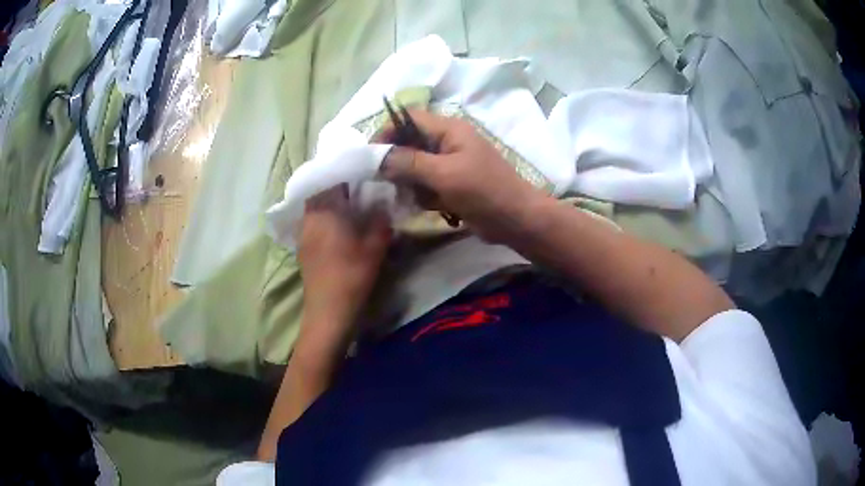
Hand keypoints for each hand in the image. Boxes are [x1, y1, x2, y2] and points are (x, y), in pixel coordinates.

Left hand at [298, 185, 391, 332]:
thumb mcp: (375, 247)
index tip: (359, 171)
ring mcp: (303, 234)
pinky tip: (337, 227)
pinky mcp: (302, 249)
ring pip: (314, 209)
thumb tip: (382, 206)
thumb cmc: (352, 275)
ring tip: (347, 206)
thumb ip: (380, 222)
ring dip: (328, 204)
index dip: (344, 172)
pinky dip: (323, 219)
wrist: (329, 311)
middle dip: (335, 187)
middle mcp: (309, 218)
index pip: (331, 180)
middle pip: (319, 192)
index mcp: (325, 211)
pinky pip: (312, 223)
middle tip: (355, 188)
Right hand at [379, 110, 546, 244]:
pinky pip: (427, 183)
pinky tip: (432, 206)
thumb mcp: (445, 174)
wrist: (517, 220)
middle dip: (398, 163)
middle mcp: (447, 141)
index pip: (408, 118)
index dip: (387, 131)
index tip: (370, 155)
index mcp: (448, 129)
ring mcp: (450, 163)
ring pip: (415, 166)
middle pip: (409, 143)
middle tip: (391, 183)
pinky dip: (424, 195)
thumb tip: (377, 156)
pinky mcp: (452, 183)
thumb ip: (409, 162)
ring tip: (419, 198)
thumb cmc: (484, 191)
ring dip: (411, 183)